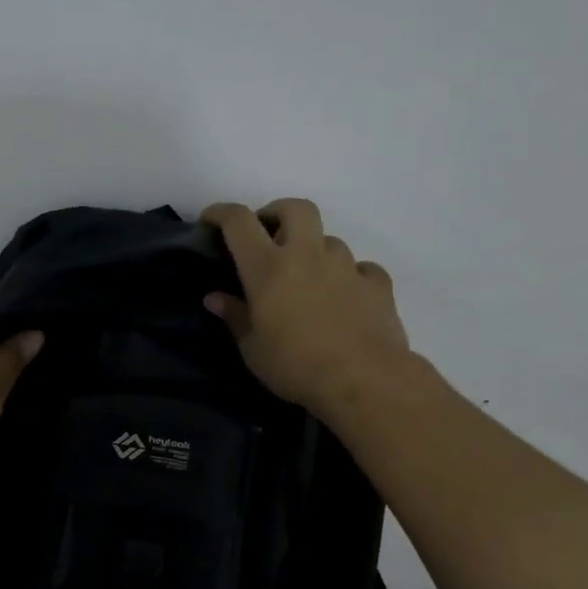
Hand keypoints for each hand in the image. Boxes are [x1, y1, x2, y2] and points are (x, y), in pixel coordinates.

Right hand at [199, 199, 412, 420]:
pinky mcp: (377, 284)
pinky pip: (361, 268)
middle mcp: (307, 255)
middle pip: (294, 208)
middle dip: (277, 212)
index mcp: (268, 267)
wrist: (365, 380)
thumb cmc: (296, 366)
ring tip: (307, 278)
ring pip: (328, 240)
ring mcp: (346, 266)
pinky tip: (345, 296)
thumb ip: (235, 317)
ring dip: (314, 250)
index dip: (221, 212)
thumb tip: (215, 298)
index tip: (210, 220)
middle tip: (267, 235)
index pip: (239, 221)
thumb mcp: (252, 349)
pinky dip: (349, 276)